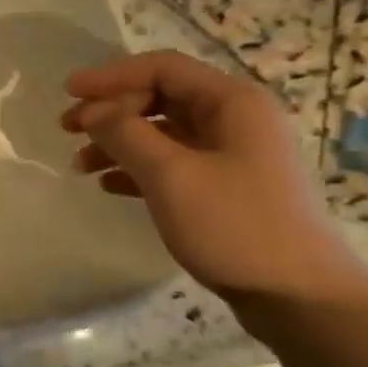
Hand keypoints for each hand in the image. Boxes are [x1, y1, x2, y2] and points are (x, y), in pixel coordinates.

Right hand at [63, 51, 367, 312]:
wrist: (299, 298)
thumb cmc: (235, 226)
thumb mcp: (170, 175)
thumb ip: (125, 134)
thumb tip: (92, 111)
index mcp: (232, 102)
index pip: (162, 69)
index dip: (111, 76)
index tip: (68, 92)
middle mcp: (236, 119)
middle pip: (160, 97)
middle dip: (111, 110)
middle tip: (68, 129)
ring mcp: (233, 155)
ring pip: (163, 133)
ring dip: (118, 142)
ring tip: (80, 165)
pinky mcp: (227, 187)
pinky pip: (172, 163)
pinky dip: (137, 168)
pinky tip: (109, 185)